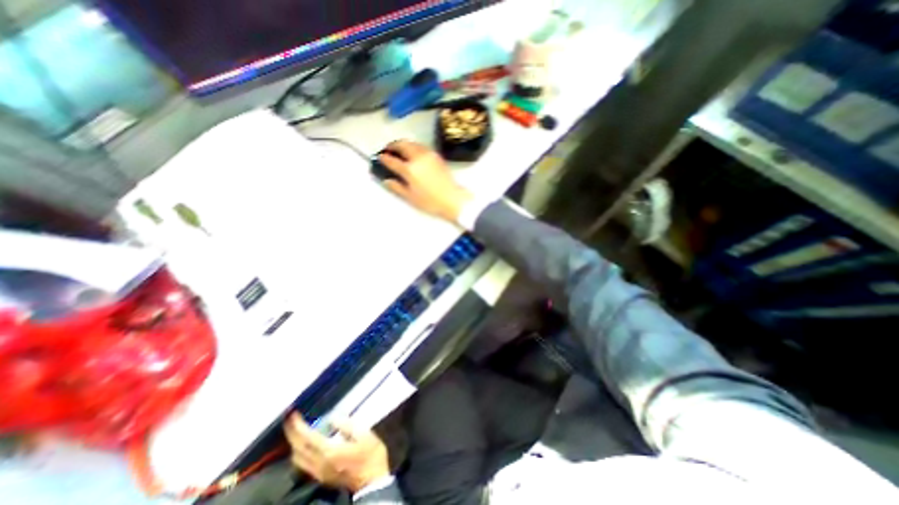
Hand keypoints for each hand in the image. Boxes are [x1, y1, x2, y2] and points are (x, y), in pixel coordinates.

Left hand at [284, 415, 390, 491]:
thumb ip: (347, 425)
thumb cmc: (370, 454)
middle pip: (298, 449)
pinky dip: (299, 451)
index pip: (307, 438)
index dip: (298, 426)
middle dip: (291, 433)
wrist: (372, 481)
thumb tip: (332, 418)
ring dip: (293, 443)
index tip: (292, 414)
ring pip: (297, 459)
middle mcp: (319, 464)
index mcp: (329, 451)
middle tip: (289, 419)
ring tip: (296, 429)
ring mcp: (318, 472)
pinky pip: (303, 464)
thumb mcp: (364, 434)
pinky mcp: (321, 476)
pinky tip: (304, 444)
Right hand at [376, 139, 472, 222]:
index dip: (384, 158)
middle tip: (388, 150)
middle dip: (393, 145)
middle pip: (402, 144)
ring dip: (403, 144)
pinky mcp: (436, 155)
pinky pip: (421, 146)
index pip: (392, 160)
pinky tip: (413, 154)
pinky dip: (413, 146)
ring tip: (399, 150)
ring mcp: (428, 154)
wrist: (452, 199)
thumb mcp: (411, 197)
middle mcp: (418, 158)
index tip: (380, 158)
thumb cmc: (430, 201)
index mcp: (410, 169)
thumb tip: (386, 180)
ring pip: (412, 143)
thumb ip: (397, 187)